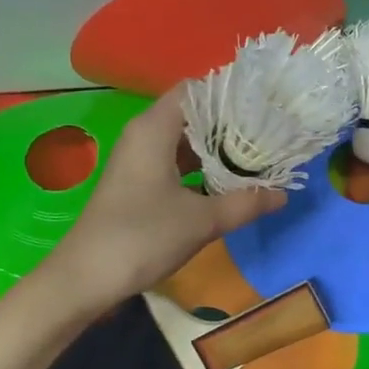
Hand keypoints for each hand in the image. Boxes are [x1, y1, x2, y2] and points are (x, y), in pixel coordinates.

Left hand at [48, 91, 284, 305]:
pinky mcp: (138, 183)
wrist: (85, 278)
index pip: (196, 90)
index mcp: (154, 129)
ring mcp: (139, 160)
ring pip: (185, 140)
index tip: (264, 105)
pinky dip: (201, 167)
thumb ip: (245, 203)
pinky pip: (175, 162)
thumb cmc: (142, 237)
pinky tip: (228, 182)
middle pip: (193, 114)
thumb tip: (283, 194)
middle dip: (230, 123)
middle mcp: (144, 135)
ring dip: (218, 147)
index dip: (229, 94)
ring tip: (257, 155)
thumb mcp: (202, 220)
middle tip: (269, 132)